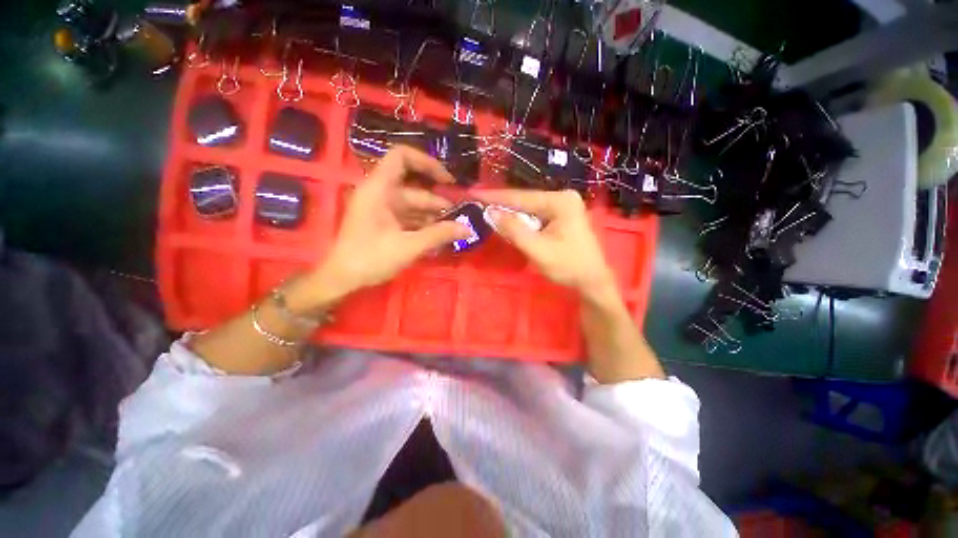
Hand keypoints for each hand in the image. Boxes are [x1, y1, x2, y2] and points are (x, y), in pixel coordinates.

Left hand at [306, 146, 469, 305]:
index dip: (426, 162)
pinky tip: (439, 235)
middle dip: (438, 201)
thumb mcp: (408, 246)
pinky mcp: (384, 221)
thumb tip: (467, 229)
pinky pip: (408, 217)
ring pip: (413, 205)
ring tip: (454, 228)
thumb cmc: (370, 258)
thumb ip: (439, 235)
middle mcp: (380, 193)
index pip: (402, 157)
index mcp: (379, 189)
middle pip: (414, 188)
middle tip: (461, 216)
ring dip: (433, 216)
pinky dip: (423, 224)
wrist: (342, 278)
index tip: (447, 181)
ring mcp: (382, 208)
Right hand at [476, 189, 617, 303]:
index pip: (521, 197)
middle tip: (476, 203)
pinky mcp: (560, 217)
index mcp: (560, 201)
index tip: (474, 193)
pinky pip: (534, 216)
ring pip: (528, 209)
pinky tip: (505, 222)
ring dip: (508, 214)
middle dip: (501, 205)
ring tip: (485, 210)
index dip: (495, 197)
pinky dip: (519, 221)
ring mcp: (562, 207)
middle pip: (524, 201)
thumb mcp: (538, 250)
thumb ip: (514, 230)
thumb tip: (490, 213)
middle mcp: (561, 198)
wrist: (592, 281)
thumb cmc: (568, 267)